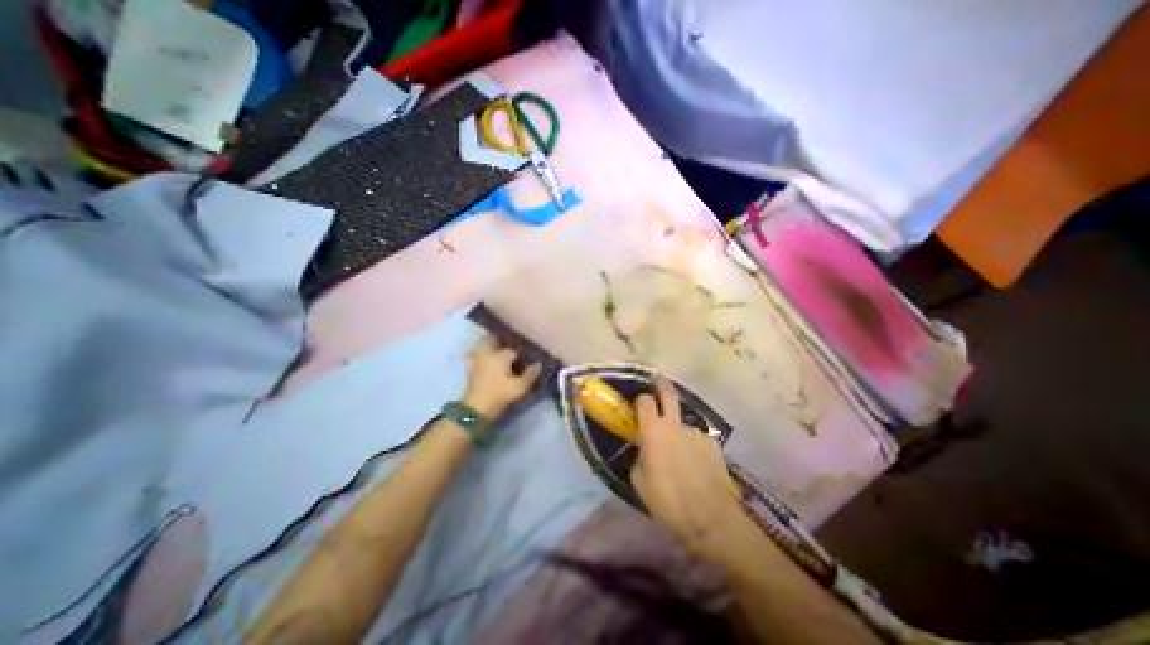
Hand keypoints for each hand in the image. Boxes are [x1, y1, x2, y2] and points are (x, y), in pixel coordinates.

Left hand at [461, 334, 544, 420]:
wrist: (476, 409)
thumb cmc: (499, 395)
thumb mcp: (520, 387)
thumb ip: (531, 374)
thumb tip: (539, 364)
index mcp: (502, 355)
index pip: (515, 348)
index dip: (523, 350)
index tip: (529, 354)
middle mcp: (489, 352)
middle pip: (495, 338)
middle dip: (503, 339)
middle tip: (513, 345)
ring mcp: (477, 359)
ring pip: (482, 344)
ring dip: (490, 343)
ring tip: (499, 348)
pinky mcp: (469, 367)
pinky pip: (472, 354)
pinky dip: (476, 352)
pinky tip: (481, 356)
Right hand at [628, 377, 747, 558]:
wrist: (709, 517)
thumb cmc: (667, 500)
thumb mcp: (639, 480)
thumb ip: (639, 456)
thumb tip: (643, 448)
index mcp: (653, 431)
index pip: (644, 401)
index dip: (640, 400)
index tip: (638, 405)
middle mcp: (675, 425)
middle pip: (668, 393)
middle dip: (661, 383)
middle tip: (656, 380)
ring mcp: (696, 432)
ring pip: (682, 423)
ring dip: (677, 430)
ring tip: (679, 454)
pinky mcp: (712, 443)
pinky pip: (696, 439)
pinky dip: (692, 446)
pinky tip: (695, 465)